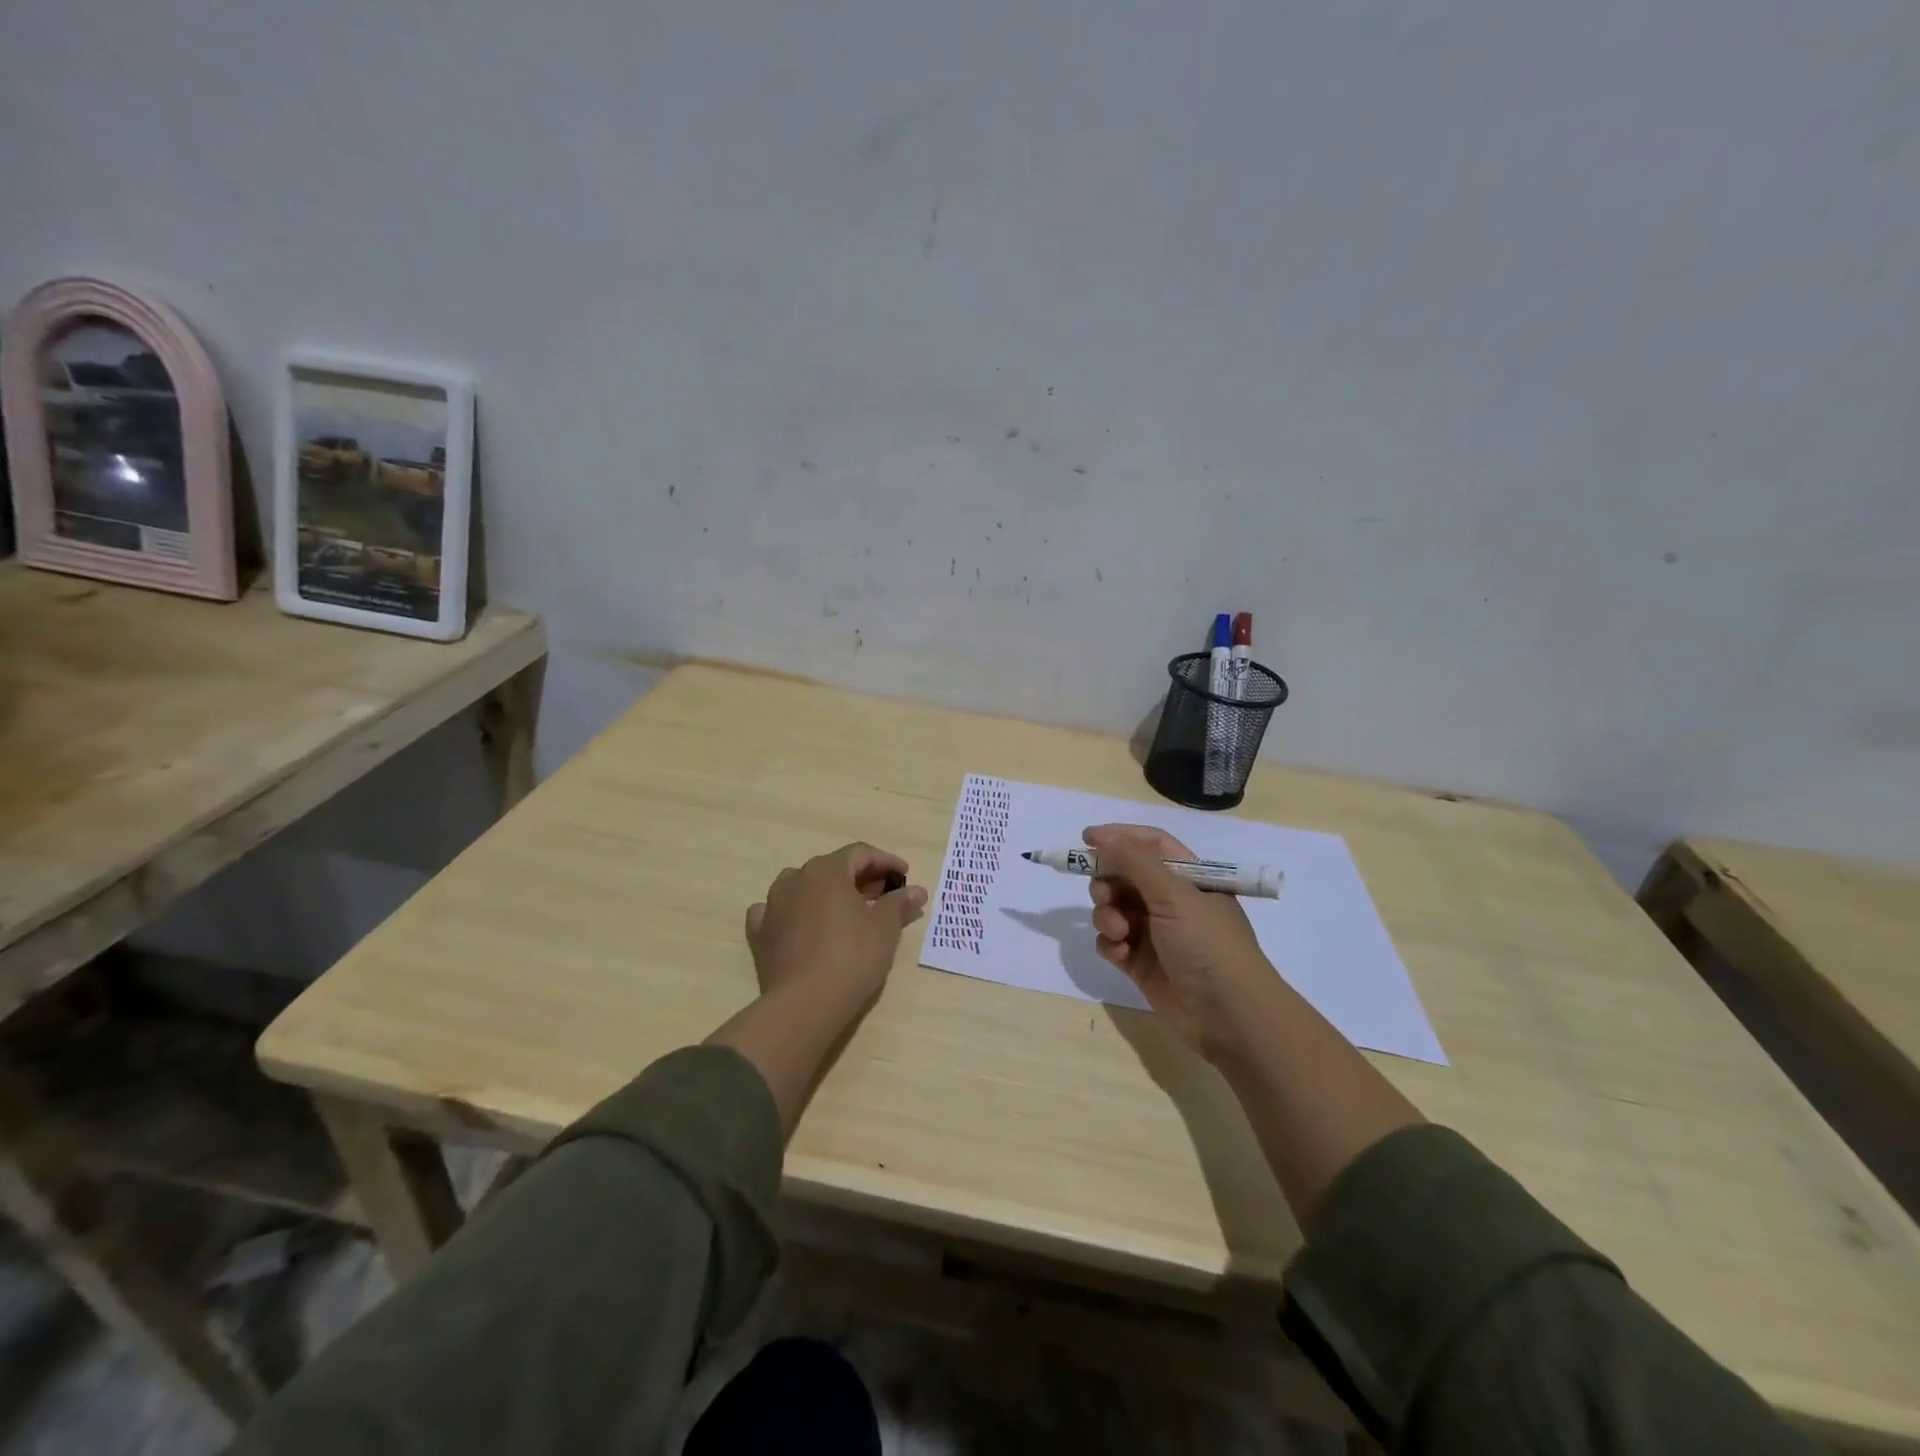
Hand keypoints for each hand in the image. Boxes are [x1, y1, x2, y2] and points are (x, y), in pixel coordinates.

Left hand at [745, 843, 927, 1012]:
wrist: (805, 1003)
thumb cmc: (852, 956)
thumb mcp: (885, 927)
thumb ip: (899, 902)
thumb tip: (915, 890)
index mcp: (827, 870)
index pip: (860, 853)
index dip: (885, 861)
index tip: (904, 875)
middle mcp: (796, 879)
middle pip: (833, 868)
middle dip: (860, 878)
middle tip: (884, 895)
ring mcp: (773, 905)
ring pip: (802, 886)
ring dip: (826, 892)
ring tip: (846, 910)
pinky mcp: (760, 934)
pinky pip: (777, 912)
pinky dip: (794, 913)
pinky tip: (802, 924)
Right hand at [1085, 824, 1275, 1058]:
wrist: (1229, 1015)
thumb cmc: (1208, 944)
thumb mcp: (1174, 895)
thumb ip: (1135, 862)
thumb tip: (1102, 837)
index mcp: (1189, 878)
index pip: (1150, 845)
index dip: (1119, 837)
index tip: (1086, 838)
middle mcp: (1171, 902)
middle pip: (1126, 876)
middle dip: (1108, 882)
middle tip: (1104, 894)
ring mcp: (1155, 934)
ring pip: (1114, 909)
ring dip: (1107, 915)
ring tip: (1119, 932)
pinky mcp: (1141, 964)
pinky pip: (1113, 942)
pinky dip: (1110, 943)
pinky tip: (1120, 953)